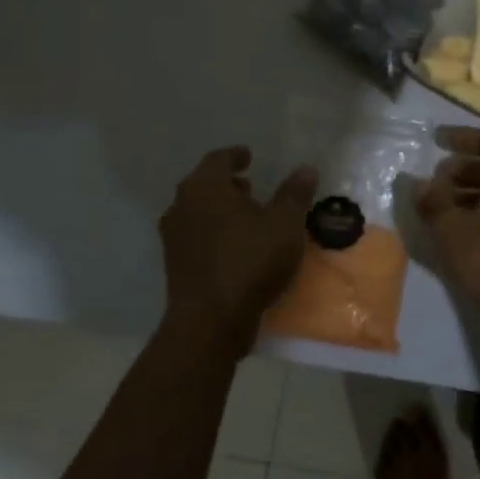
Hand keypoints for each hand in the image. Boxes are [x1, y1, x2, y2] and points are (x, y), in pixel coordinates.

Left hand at [158, 147, 318, 356]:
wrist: (209, 323)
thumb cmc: (249, 261)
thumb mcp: (284, 224)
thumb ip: (294, 193)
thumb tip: (305, 169)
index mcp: (204, 187)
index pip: (218, 159)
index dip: (236, 155)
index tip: (250, 156)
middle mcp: (181, 206)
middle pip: (204, 184)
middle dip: (228, 183)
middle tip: (252, 186)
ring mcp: (173, 237)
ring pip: (198, 211)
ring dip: (220, 209)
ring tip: (247, 217)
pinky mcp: (174, 265)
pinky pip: (196, 236)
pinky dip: (214, 231)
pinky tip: (236, 245)